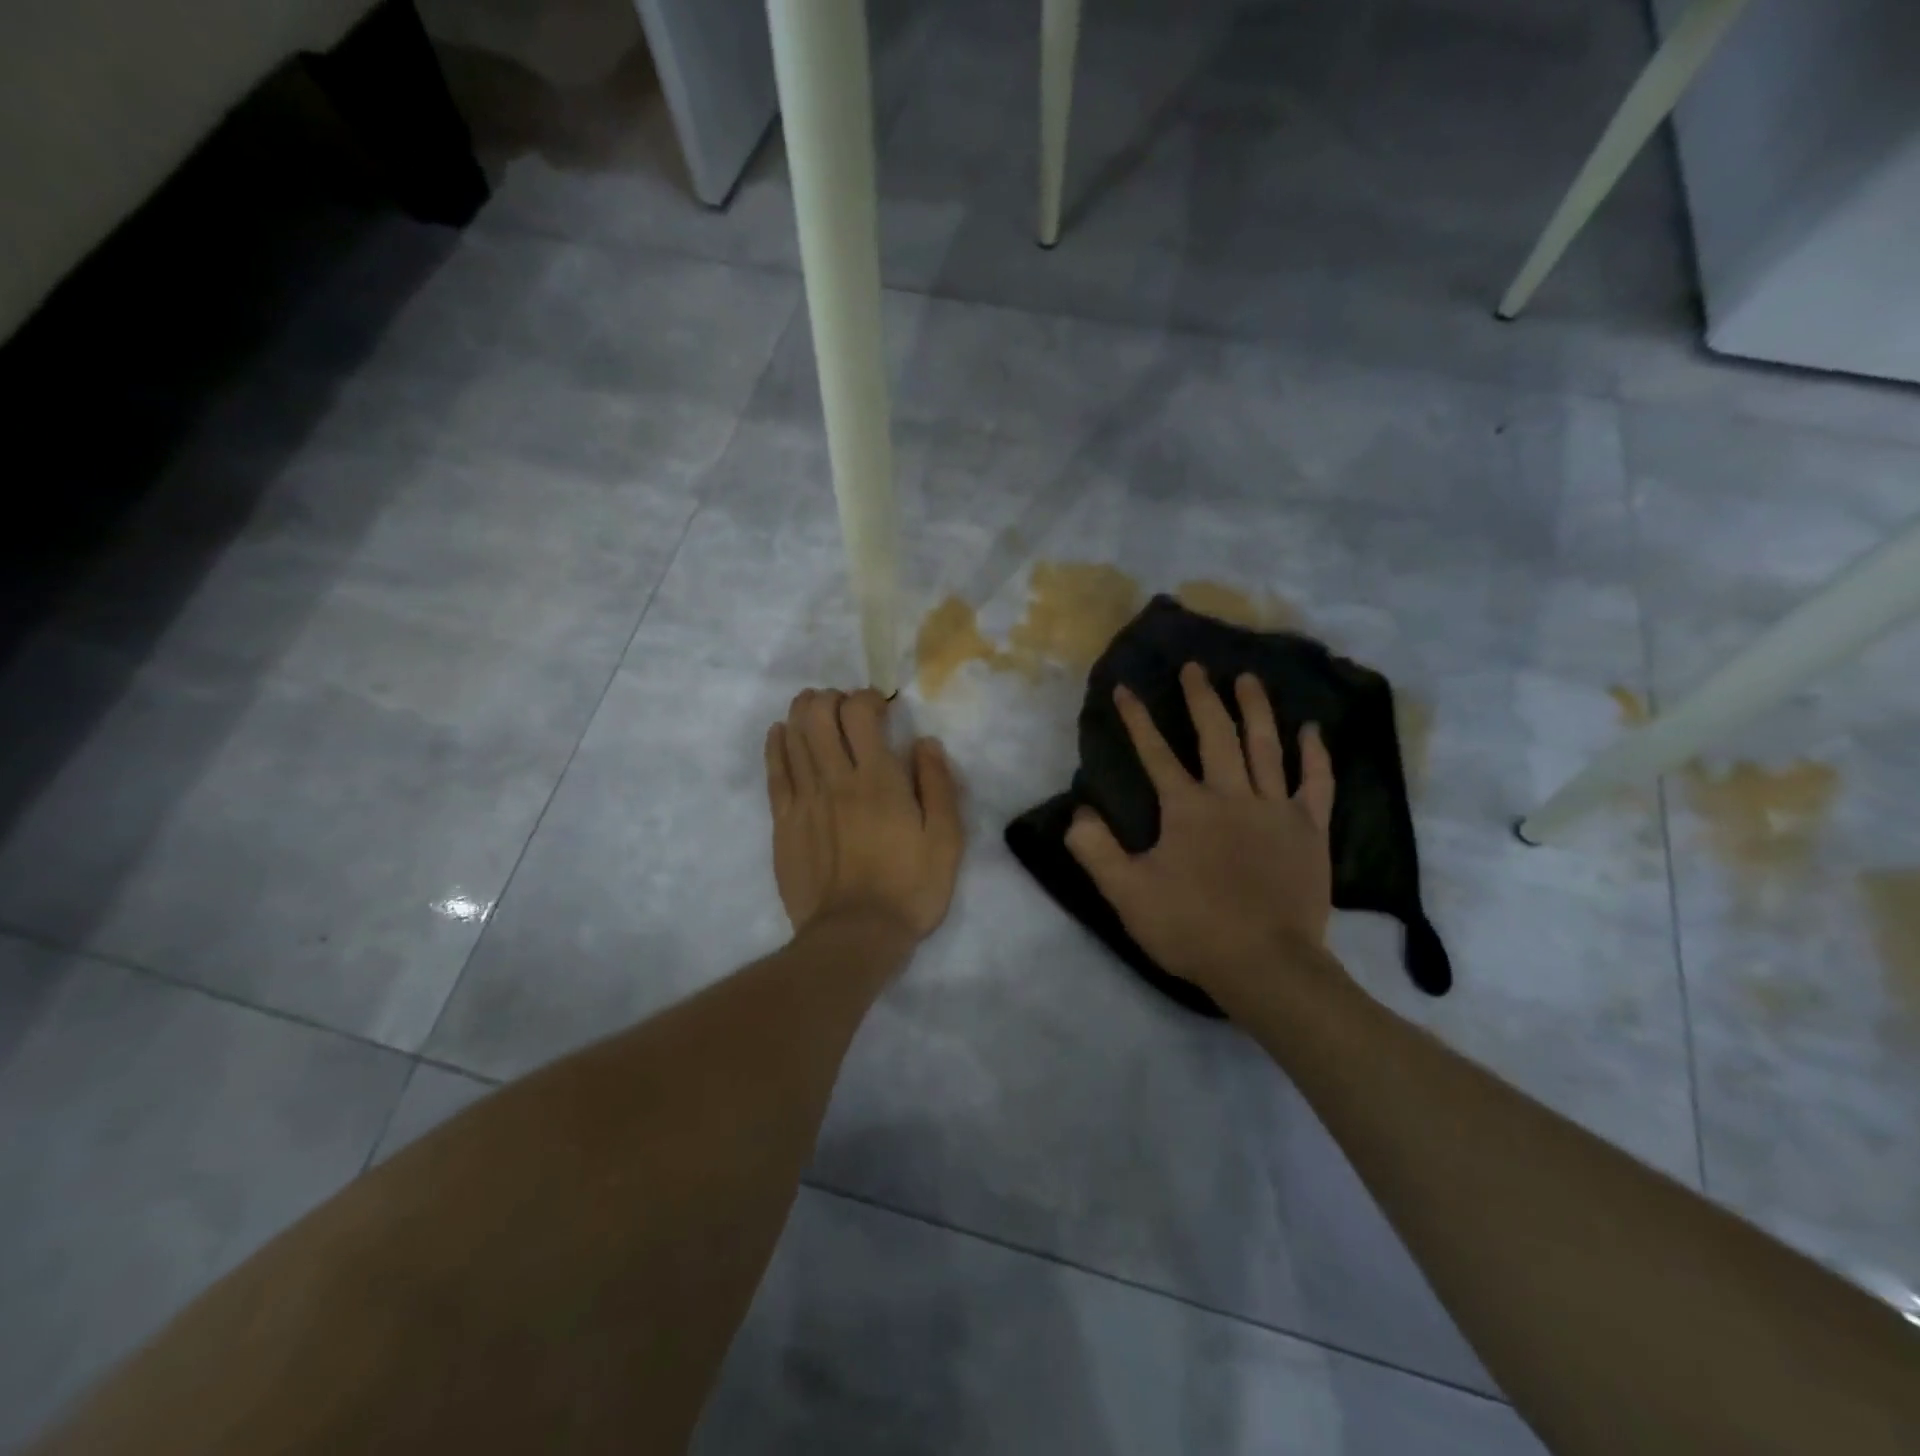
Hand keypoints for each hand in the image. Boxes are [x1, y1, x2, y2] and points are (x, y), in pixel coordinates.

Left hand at [765, 688, 964, 941]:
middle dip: (830, 698)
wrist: (855, 936)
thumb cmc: (909, 887)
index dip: (867, 698)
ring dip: (803, 712)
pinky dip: (776, 744)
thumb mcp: (946, 839)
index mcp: (878, 779)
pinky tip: (781, 732)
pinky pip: (774, 771)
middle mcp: (835, 779)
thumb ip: (938, 785)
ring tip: (816, 710)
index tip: (881, 708)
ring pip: (793, 736)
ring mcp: (804, 799)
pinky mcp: (783, 822)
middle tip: (845, 708)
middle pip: (818, 716)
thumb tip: (925, 742)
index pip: (859, 713)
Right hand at [1065, 664, 1339, 1010]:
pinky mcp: (1310, 830)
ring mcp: (1276, 810)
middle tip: (1195, 667)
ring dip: (1255, 709)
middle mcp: (1232, 796)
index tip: (1125, 688)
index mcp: (1187, 808)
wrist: (1266, 966)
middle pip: (1216, 735)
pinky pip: (1316, 783)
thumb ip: (1096, 850)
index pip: (1155, 753)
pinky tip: (1312, 730)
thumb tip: (1078, 813)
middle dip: (1201, 698)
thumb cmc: (1192, 928)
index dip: (1137, 719)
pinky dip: (1314, 754)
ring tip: (1248, 679)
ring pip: (1266, 747)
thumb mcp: (1127, 894)